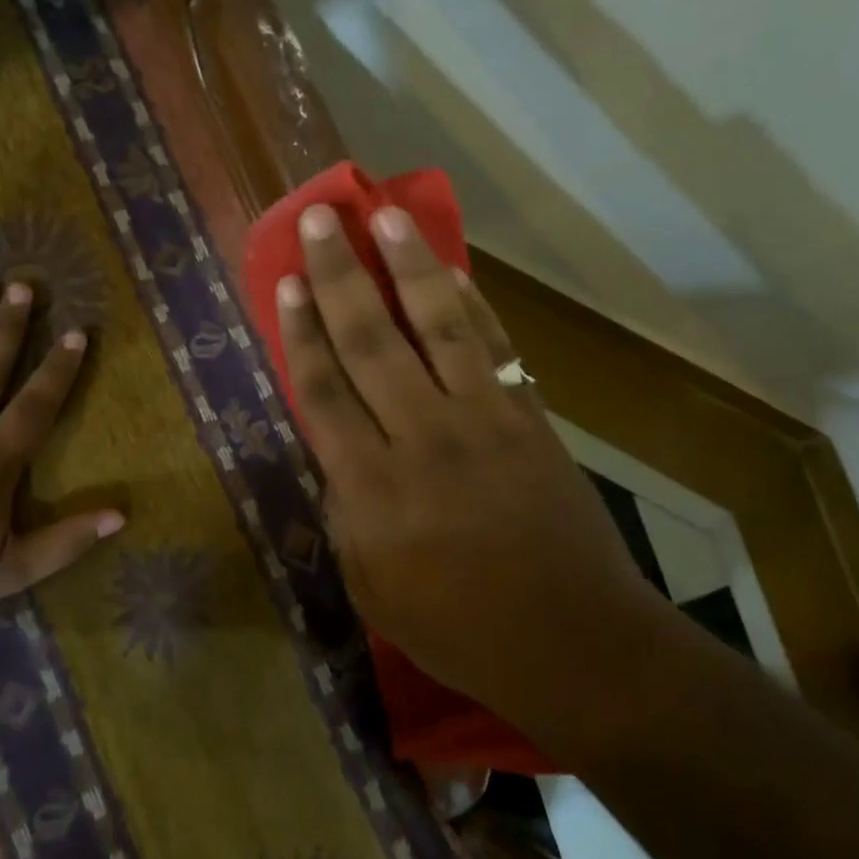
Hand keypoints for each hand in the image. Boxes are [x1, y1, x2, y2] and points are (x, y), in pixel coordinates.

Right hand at [277, 205, 666, 713]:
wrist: (573, 641)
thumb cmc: (459, 628)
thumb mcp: (371, 587)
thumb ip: (344, 511)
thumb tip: (334, 448)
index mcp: (372, 488)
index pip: (324, 391)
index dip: (301, 331)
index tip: (286, 281)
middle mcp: (421, 438)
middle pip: (370, 341)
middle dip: (339, 276)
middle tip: (320, 219)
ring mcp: (482, 420)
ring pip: (436, 327)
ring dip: (408, 267)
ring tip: (386, 216)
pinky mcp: (529, 417)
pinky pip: (494, 347)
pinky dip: (472, 305)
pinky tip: (452, 271)